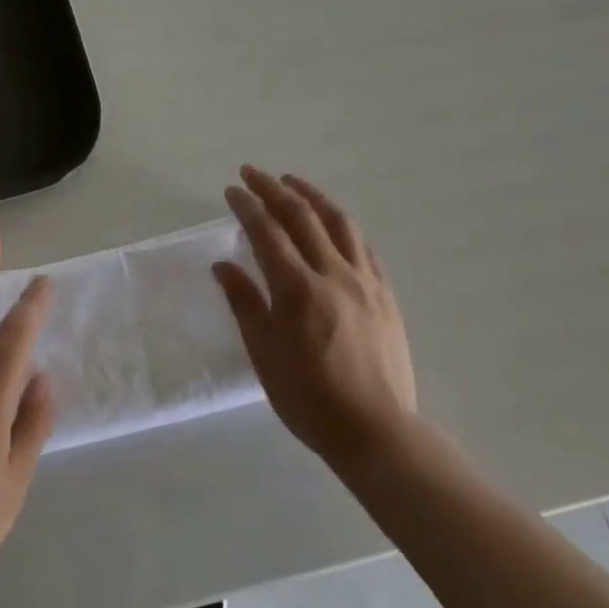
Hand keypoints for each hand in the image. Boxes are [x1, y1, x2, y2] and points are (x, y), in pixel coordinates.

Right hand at [214, 167, 418, 470]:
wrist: (377, 433)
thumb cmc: (310, 399)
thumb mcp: (264, 355)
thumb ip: (244, 303)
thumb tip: (222, 265)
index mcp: (297, 289)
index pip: (267, 232)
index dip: (247, 206)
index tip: (231, 191)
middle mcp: (332, 273)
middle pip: (301, 215)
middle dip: (272, 188)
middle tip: (252, 173)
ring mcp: (364, 280)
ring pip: (337, 221)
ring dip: (311, 195)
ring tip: (292, 182)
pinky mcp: (385, 293)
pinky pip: (363, 245)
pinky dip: (342, 224)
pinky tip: (333, 221)